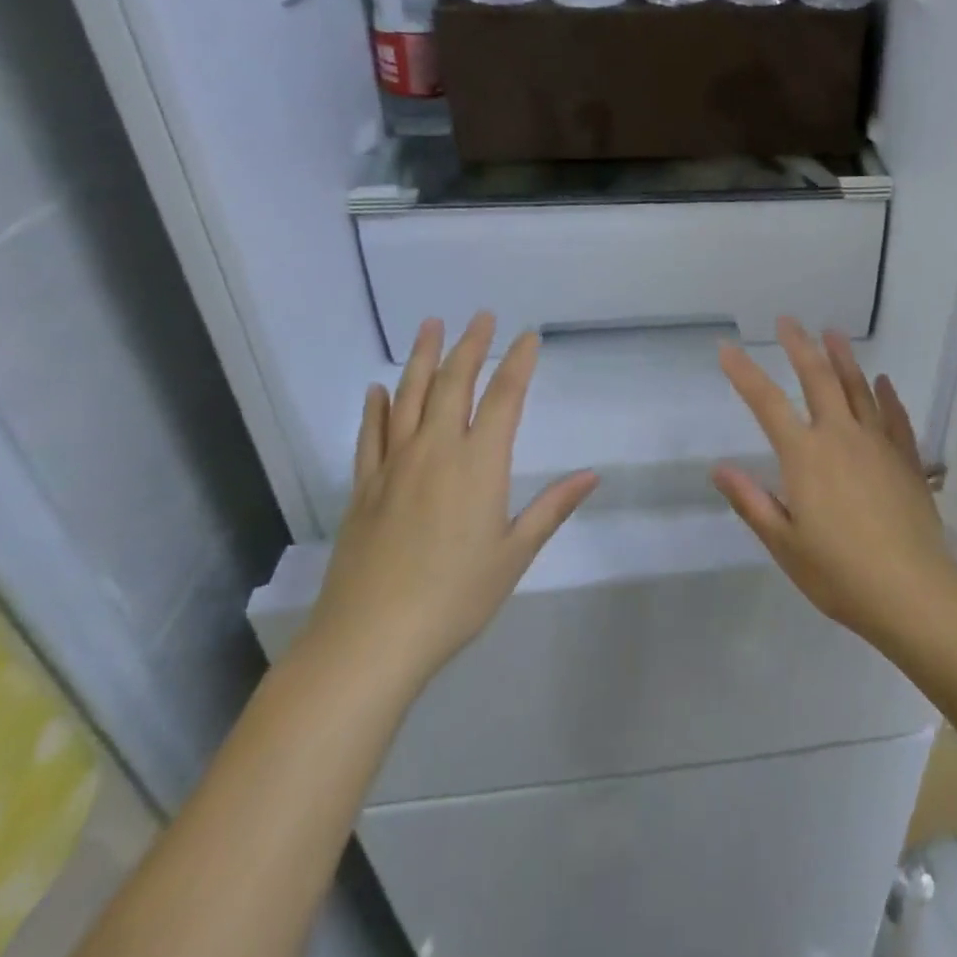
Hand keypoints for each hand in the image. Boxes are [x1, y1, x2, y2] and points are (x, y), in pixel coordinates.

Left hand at [304, 315, 597, 697]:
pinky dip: (375, 408)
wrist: (370, 640)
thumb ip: (552, 508)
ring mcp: (394, 467)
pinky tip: (377, 389)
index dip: (518, 363)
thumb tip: (592, 474)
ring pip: (408, 398)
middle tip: (481, 316)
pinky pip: (370, 435)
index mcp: (479, 464)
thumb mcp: (514, 554)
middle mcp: (435, 452)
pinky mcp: (364, 488)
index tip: (528, 336)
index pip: (504, 397)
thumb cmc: (455, 597)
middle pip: (454, 384)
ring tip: (431, 325)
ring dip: (422, 358)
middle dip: (471, 346)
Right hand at [714, 320, 956, 647]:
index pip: (767, 404)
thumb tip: (719, 468)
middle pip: (818, 379)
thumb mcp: (784, 543)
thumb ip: (752, 501)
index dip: (744, 373)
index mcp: (805, 456)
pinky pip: (895, 417)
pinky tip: (884, 381)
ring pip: (858, 388)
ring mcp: (878, 443)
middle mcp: (841, 436)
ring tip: (833, 332)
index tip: (727, 348)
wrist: (911, 589)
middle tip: (788, 321)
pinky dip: (887, 396)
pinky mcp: (906, 458)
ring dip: (844, 358)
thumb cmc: (839, 573)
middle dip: (800, 346)